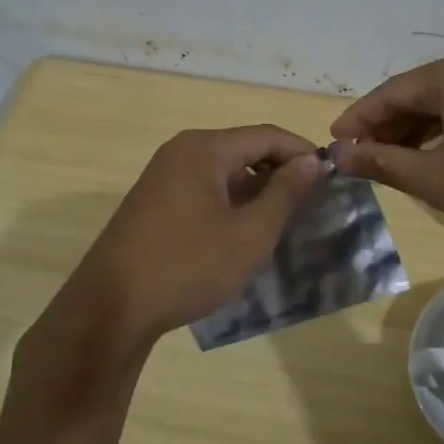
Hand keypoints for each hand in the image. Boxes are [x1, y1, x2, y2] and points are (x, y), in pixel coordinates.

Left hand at [63, 124, 324, 347]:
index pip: (267, 135)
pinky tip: (245, 233)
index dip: (303, 153)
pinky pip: (204, 190)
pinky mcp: (154, 203)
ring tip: (285, 221)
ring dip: (257, 191)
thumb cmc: (187, 266)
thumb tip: (312, 161)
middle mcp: (181, 152)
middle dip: (281, 172)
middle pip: (244, 150)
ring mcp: (163, 177)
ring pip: (224, 173)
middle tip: (312, 203)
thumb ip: (285, 193)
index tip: (333, 178)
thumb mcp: (249, 234)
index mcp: (204, 149)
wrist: (111, 308)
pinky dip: (231, 203)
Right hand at [330, 44, 443, 257]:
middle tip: (360, 156)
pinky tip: (435, 154)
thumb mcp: (438, 180)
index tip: (334, 144)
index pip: (391, 92)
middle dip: (388, 125)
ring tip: (392, 160)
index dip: (358, 120)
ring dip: (418, 129)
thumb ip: (385, 163)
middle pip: (420, 92)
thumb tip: (341, 156)